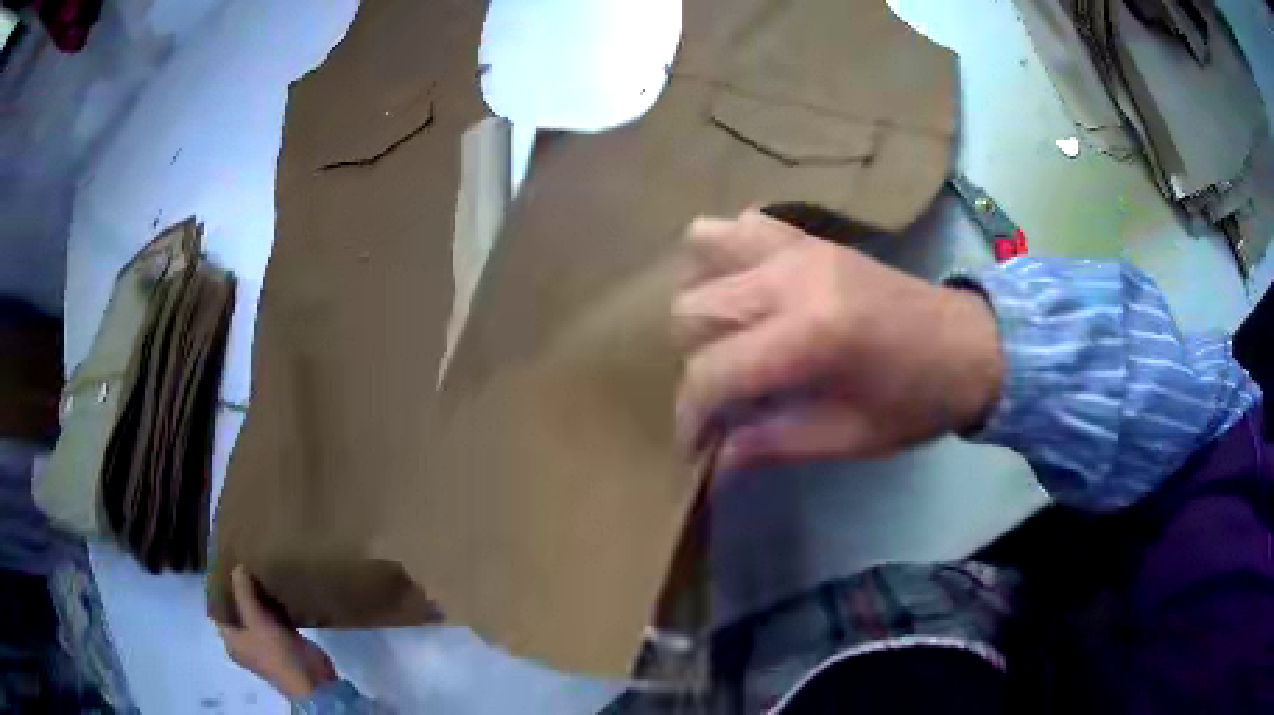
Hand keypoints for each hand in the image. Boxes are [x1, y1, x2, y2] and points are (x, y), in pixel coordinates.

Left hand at [216, 566, 337, 698]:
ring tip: (256, 566)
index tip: (220, 564)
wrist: (313, 680)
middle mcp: (245, 639)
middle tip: (240, 560)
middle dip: (238, 588)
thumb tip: (237, 566)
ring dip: (256, 594)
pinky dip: (272, 603)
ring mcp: (265, 640)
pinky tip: (275, 585)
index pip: (218, 609)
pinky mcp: (283, 639)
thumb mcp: (256, 621)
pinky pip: (273, 616)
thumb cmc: (276, 654)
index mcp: (232, 639)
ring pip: (255, 611)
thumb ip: (244, 593)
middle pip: (237, 609)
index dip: (217, 588)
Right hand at [673, 211, 1004, 471]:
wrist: (973, 345)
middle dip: (694, 364)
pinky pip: (742, 226)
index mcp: (810, 335)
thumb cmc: (919, 401)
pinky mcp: (808, 237)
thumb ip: (773, 444)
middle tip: (722, 397)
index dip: (691, 415)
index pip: (712, 372)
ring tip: (724, 337)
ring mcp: (798, 247)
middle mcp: (792, 278)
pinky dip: (726, 254)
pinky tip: (744, 289)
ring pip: (701, 253)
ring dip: (701, 299)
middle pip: (692, 310)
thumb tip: (714, 461)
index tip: (696, 445)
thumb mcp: (849, 437)